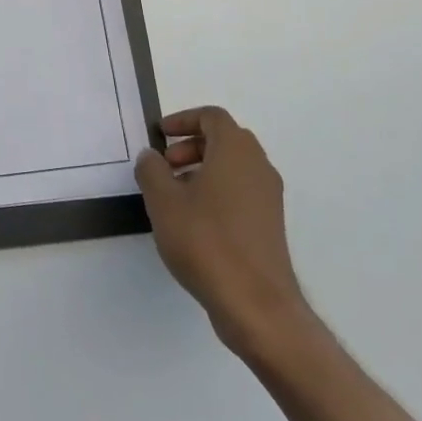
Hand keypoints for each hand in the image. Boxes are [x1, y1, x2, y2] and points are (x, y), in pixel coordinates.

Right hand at [136, 106, 316, 364]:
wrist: (255, 303)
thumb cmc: (206, 241)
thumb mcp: (163, 201)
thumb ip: (151, 170)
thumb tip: (151, 156)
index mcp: (236, 151)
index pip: (212, 117)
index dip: (183, 120)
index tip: (160, 136)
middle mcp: (258, 166)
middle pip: (225, 139)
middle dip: (191, 145)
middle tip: (165, 165)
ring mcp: (268, 197)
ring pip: (233, 166)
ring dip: (202, 169)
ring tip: (174, 195)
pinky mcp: (270, 224)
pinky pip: (241, 191)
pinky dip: (216, 190)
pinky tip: (193, 220)